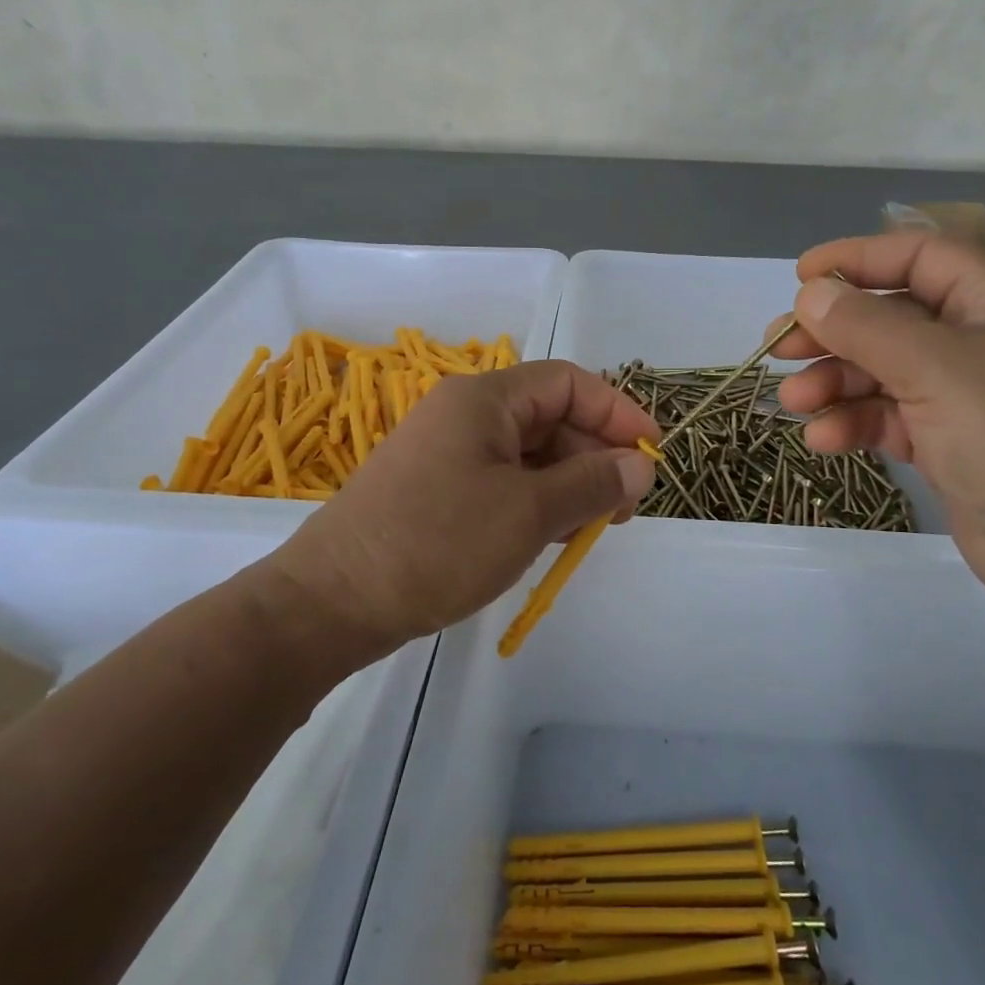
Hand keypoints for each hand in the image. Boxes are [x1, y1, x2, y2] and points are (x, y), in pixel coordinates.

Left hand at [266, 360, 659, 650]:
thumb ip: (592, 483)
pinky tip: (546, 537)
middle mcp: (465, 414)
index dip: (617, 412)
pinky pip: (501, 480)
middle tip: (622, 509)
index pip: (568, 383)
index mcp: (485, 399)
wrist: (332, 601)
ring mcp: (447, 452)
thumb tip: (640, 465)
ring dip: (566, 483)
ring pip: (527, 454)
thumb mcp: (528, 513)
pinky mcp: (435, 488)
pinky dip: (533, 501)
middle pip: (549, 418)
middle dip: (594, 456)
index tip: (652, 454)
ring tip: (588, 529)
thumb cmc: (437, 544)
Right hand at [770, 230, 984, 613]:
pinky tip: (824, 441)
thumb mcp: (934, 368)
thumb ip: (865, 325)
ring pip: (885, 370)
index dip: (856, 260)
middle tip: (778, 348)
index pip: (918, 256)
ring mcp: (969, 393)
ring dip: (836, 383)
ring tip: (795, 403)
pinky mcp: (953, 442)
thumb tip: (811, 293)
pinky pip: (893, 417)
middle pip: (892, 317)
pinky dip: (856, 423)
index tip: (799, 279)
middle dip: (833, 332)